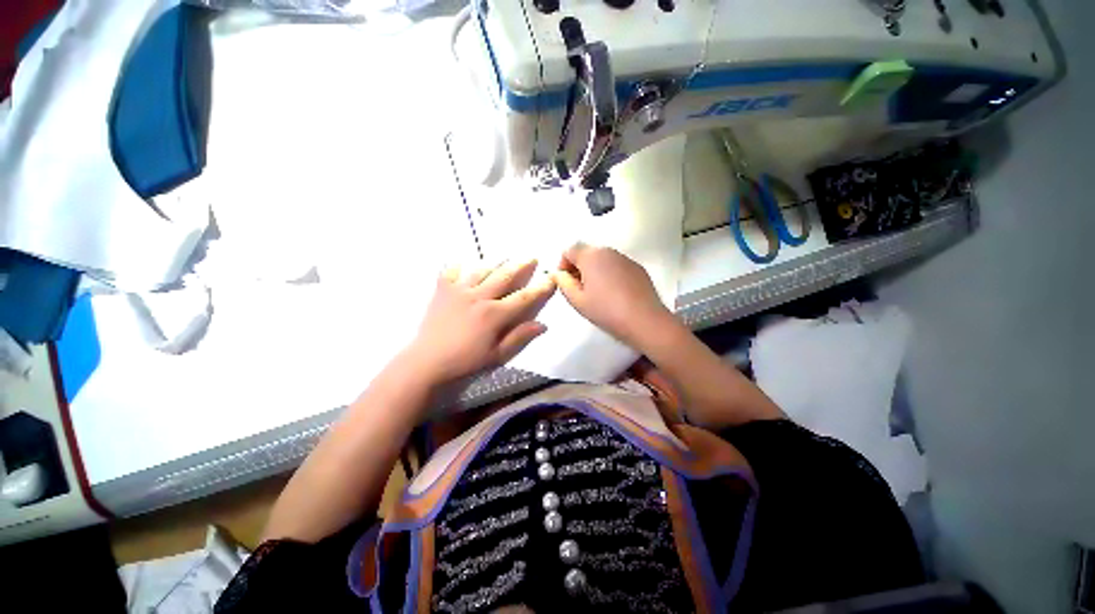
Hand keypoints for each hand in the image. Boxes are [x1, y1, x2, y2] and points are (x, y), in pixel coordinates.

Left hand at [405, 259, 555, 385]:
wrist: (427, 362)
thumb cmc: (465, 361)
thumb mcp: (497, 355)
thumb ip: (519, 337)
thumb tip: (543, 325)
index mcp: (494, 314)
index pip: (523, 297)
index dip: (540, 288)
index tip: (551, 278)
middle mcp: (479, 297)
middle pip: (504, 276)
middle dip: (521, 265)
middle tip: (531, 257)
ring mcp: (459, 291)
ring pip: (482, 269)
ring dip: (496, 262)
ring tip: (506, 257)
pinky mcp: (442, 290)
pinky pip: (452, 271)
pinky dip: (460, 265)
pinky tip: (465, 264)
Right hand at [552, 244, 674, 348]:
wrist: (644, 320)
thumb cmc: (606, 310)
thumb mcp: (577, 300)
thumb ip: (563, 283)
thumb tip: (559, 273)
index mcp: (591, 256)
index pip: (569, 249)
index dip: (562, 264)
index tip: (564, 282)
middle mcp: (608, 251)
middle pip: (586, 252)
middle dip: (578, 267)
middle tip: (578, 289)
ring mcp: (625, 258)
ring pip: (602, 259)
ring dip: (594, 270)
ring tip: (596, 293)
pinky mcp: (637, 268)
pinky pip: (617, 265)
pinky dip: (610, 274)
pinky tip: (614, 293)